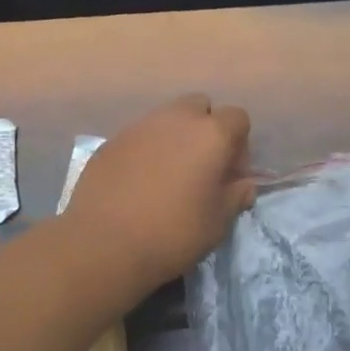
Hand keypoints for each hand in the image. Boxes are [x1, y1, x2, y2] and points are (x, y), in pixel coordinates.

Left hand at [65, 95, 254, 293]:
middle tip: (201, 167)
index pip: (238, 118)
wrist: (105, 244)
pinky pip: (139, 136)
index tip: (231, 175)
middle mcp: (175, 119)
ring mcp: (138, 127)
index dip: (239, 145)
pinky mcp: (110, 142)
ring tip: (169, 176)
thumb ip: (236, 195)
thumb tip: (244, 184)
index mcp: (210, 134)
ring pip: (166, 119)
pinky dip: (146, 151)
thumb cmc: (174, 233)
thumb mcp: (218, 222)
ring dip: (175, 139)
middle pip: (199, 107)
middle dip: (206, 129)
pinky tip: (140, 184)